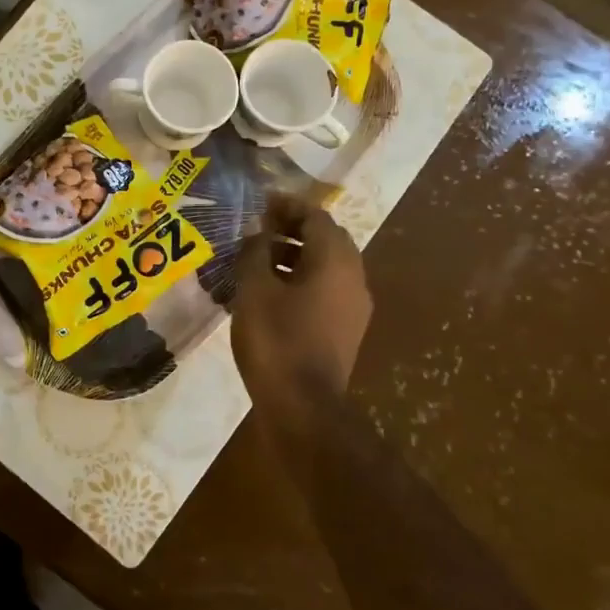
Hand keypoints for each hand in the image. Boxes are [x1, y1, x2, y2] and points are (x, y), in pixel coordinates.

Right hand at [231, 199, 373, 431]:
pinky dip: (301, 279)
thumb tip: (257, 232)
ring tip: (258, 259)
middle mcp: (354, 277)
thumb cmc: (276, 339)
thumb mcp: (254, 290)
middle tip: (259, 228)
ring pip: (326, 266)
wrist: (303, 406)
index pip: (316, 216)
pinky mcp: (346, 329)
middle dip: (293, 228)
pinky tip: (271, 291)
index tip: (260, 204)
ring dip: (296, 255)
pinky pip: (326, 289)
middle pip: (326, 238)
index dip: (288, 205)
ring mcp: (354, 306)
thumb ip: (255, 252)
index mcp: (335, 261)